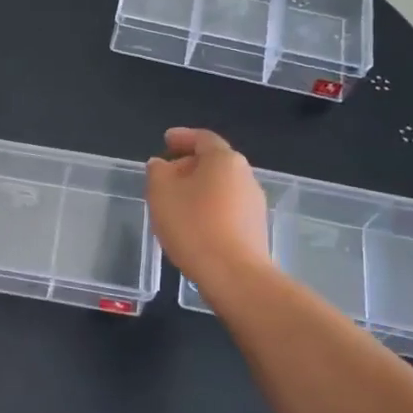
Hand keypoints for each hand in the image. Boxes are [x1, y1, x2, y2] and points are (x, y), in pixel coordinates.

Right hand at [145, 127, 269, 286]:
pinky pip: (227, 208)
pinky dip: (208, 208)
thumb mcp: (161, 193)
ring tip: (175, 204)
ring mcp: (254, 203)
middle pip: (214, 162)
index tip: (166, 140)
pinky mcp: (255, 228)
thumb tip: (161, 164)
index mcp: (224, 159)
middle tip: (165, 176)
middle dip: (188, 165)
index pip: (202, 138)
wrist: (234, 275)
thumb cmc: (193, 225)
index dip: (182, 137)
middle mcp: (245, 175)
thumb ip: (157, 172)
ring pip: (220, 187)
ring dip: (198, 189)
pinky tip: (192, 225)